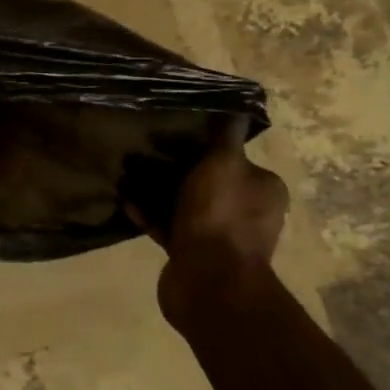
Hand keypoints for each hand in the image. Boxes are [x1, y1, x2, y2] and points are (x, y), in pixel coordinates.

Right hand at [130, 116, 287, 319]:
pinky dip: (150, 214)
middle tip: (146, 152)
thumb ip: (226, 136)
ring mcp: (219, 237)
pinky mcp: (193, 254)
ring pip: (186, 205)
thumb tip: (236, 108)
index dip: (207, 147)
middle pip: (209, 182)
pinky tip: (125, 201)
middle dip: (179, 168)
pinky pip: (169, 227)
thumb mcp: (224, 164)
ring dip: (161, 191)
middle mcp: (247, 213)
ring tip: (130, 174)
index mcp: (263, 190)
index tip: (176, 135)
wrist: (208, 281)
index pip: (237, 159)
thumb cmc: (220, 216)